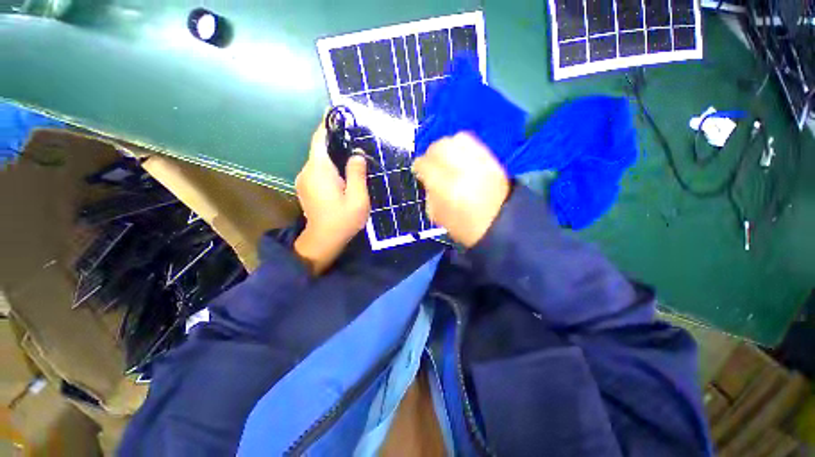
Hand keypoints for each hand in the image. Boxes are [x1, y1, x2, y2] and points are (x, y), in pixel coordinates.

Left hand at [294, 120, 369, 273]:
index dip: (328, 124)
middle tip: (356, 141)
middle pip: (319, 148)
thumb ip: (357, 173)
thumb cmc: (343, 220)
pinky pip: (318, 169)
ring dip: (334, 155)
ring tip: (352, 157)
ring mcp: (304, 179)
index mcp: (319, 170)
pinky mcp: (305, 187)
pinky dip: (329, 166)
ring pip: (319, 159)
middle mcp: (307, 170)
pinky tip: (343, 173)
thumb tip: (357, 154)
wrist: (323, 241)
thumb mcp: (357, 198)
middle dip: (336, 141)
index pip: (319, 138)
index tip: (339, 114)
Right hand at [412, 132, 509, 247]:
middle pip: (440, 147)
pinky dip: (461, 146)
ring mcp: (479, 163)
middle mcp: (462, 170)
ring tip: (445, 157)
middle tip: (430, 162)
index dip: (418, 165)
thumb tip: (428, 179)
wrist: (500, 225)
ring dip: (446, 146)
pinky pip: (472, 142)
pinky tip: (459, 156)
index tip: (418, 170)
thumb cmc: (465, 227)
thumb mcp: (438, 215)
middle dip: (431, 153)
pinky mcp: (491, 160)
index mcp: (446, 188)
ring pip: (456, 139)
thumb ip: (429, 193)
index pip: (425, 165)